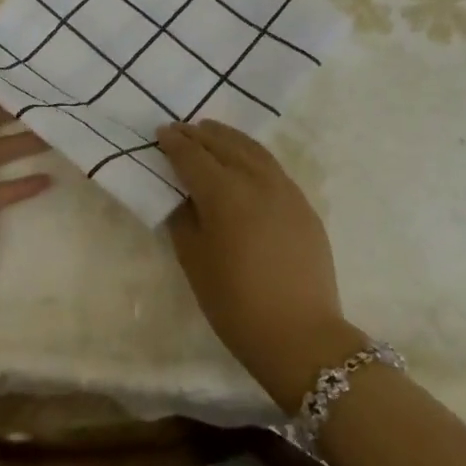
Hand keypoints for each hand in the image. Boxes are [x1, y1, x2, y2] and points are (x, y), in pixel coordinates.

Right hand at [156, 121, 364, 409]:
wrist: (299, 335)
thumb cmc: (234, 302)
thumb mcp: (194, 260)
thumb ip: (184, 218)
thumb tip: (183, 195)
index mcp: (224, 194)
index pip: (193, 157)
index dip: (175, 144)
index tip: (161, 133)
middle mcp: (257, 181)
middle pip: (224, 145)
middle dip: (199, 135)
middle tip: (180, 129)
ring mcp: (286, 191)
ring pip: (253, 150)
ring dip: (228, 138)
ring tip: (211, 133)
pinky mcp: (304, 206)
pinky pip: (273, 167)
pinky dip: (252, 155)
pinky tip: (245, 161)